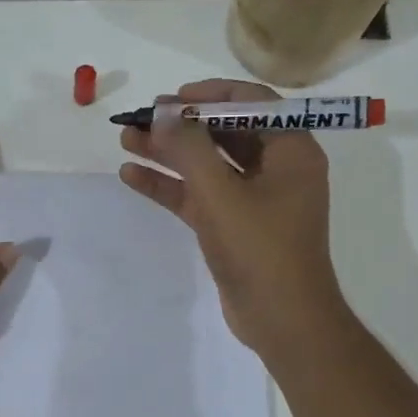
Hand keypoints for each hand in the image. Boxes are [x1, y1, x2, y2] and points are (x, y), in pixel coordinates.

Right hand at [118, 79, 347, 357]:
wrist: (282, 321)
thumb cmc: (261, 250)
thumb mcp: (221, 193)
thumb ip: (189, 148)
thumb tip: (162, 113)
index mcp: (291, 151)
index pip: (252, 103)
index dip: (209, 95)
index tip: (171, 98)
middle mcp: (276, 168)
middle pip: (224, 132)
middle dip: (180, 125)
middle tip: (140, 118)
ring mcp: (254, 199)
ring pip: (207, 165)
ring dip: (168, 153)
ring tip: (125, 140)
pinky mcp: (234, 226)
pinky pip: (199, 196)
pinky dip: (170, 186)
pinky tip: (132, 176)